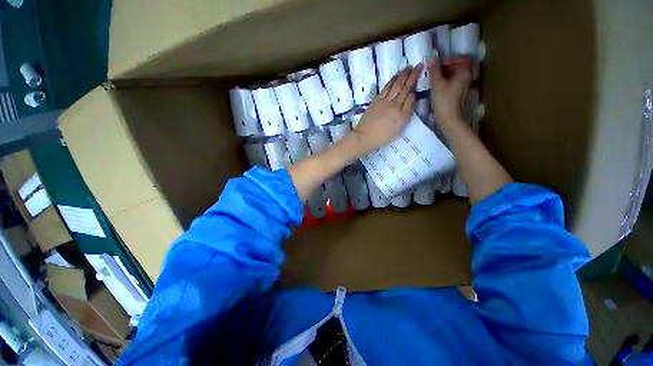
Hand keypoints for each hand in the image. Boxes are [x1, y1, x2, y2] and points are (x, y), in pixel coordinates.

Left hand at [350, 65, 422, 155]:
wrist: (364, 136)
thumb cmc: (382, 136)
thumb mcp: (399, 129)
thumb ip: (407, 112)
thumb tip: (412, 96)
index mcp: (401, 112)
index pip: (410, 95)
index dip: (415, 83)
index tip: (419, 73)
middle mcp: (394, 104)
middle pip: (403, 87)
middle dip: (411, 75)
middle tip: (417, 65)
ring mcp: (383, 101)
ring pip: (394, 85)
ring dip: (401, 75)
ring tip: (407, 68)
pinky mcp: (375, 101)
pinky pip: (385, 88)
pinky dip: (391, 81)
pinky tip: (394, 77)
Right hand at [428, 58, 471, 128]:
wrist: (449, 119)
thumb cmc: (444, 101)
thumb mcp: (437, 84)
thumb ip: (434, 71)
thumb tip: (431, 58)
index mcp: (464, 72)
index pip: (459, 59)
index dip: (447, 59)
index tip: (436, 64)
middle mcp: (466, 77)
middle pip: (457, 67)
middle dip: (445, 67)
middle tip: (433, 71)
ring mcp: (463, 86)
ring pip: (454, 75)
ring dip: (444, 75)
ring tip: (432, 79)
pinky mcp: (458, 94)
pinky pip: (452, 83)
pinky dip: (445, 82)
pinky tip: (436, 87)